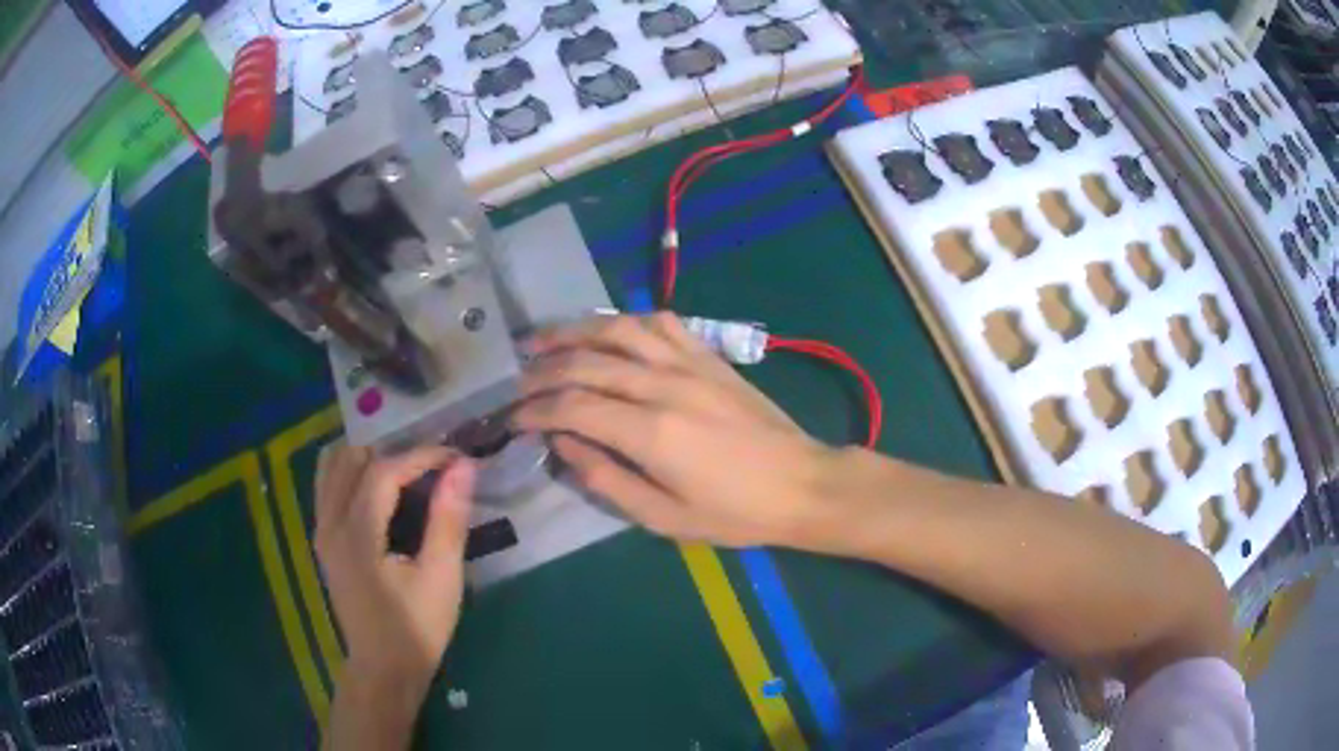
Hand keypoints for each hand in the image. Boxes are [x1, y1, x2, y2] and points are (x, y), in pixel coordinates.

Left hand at [314, 445, 476, 691]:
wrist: (384, 668)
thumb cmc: (417, 628)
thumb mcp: (442, 578)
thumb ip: (448, 519)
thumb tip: (463, 467)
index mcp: (357, 534)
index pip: (383, 471)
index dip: (420, 456)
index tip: (455, 457)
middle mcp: (330, 524)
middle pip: (351, 458)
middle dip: (392, 452)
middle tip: (430, 466)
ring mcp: (321, 531)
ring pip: (332, 467)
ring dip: (367, 458)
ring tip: (404, 471)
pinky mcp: (323, 540)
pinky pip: (328, 486)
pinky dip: (351, 473)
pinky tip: (378, 488)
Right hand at [516, 313, 841, 548]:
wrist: (801, 484)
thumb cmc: (734, 513)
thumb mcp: (664, 517)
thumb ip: (606, 478)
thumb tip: (562, 444)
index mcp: (650, 431)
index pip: (571, 406)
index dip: (534, 410)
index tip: (511, 417)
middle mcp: (663, 384)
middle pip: (585, 362)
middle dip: (542, 369)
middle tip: (516, 380)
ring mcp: (688, 363)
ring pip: (618, 329)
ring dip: (574, 331)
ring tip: (543, 341)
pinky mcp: (709, 355)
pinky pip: (661, 323)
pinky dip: (627, 321)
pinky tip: (609, 330)